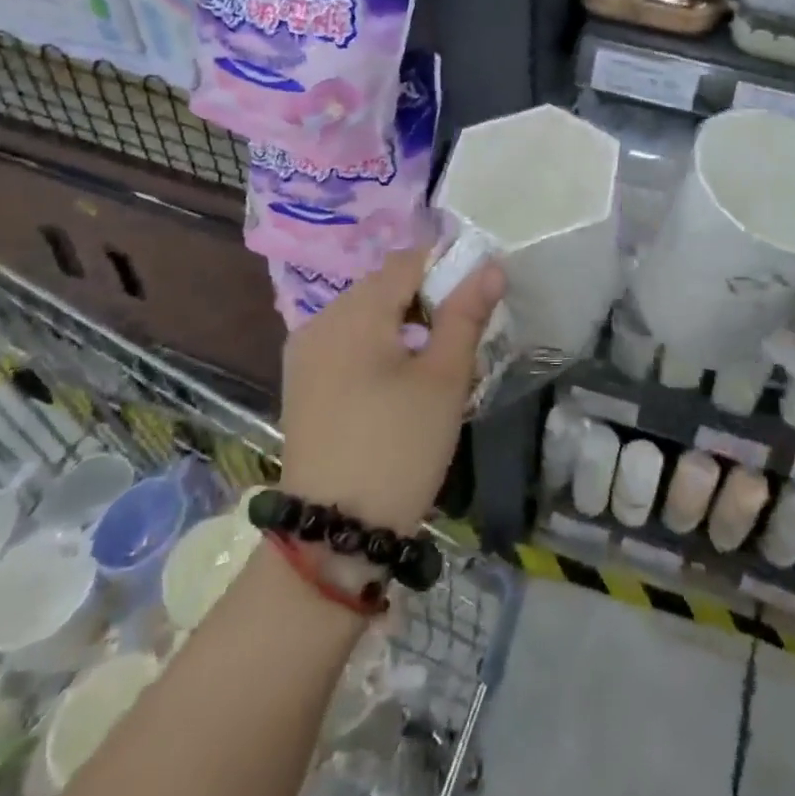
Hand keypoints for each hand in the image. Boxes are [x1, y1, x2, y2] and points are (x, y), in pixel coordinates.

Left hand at [277, 246, 503, 533]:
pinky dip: (378, 347)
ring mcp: (305, 354)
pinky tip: (397, 386)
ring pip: (366, 315)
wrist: (335, 534)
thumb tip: (491, 265)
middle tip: (459, 342)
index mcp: (354, 312)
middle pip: (384, 286)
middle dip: (426, 300)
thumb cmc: (399, 447)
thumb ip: (466, 315)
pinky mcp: (302, 384)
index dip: (447, 268)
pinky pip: (347, 343)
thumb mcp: (444, 378)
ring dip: (404, 325)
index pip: (408, 261)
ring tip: (433, 366)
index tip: (477, 299)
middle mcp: (321, 321)